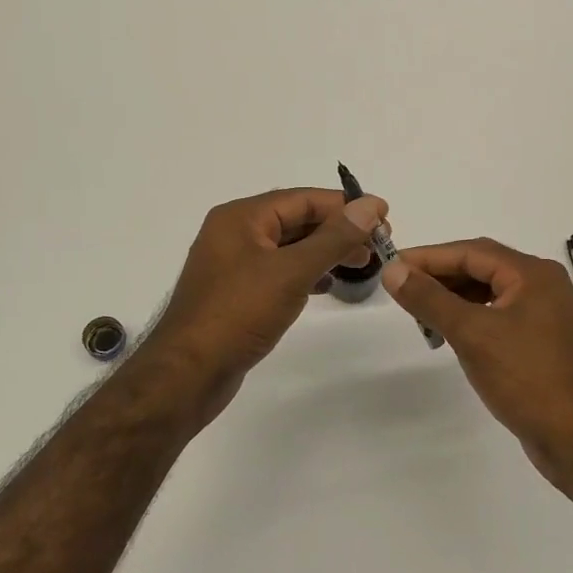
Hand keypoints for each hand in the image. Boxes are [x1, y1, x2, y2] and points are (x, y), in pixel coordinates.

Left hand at [147, 188, 387, 406]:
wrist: (189, 374)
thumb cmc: (238, 313)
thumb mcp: (291, 271)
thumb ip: (333, 238)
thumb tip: (369, 205)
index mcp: (241, 217)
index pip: (302, 199)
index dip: (345, 205)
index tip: (384, 215)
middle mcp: (235, 233)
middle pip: (295, 219)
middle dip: (338, 228)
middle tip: (377, 243)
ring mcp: (234, 265)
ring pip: (289, 247)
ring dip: (325, 250)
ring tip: (361, 262)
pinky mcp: (237, 294)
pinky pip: (279, 271)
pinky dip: (306, 272)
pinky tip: (328, 284)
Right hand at [382, 238, 572, 490]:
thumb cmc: (527, 379)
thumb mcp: (472, 334)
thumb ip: (430, 299)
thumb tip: (393, 270)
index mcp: (532, 274)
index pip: (471, 252)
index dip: (429, 257)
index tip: (392, 265)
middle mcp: (542, 285)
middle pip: (482, 267)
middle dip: (440, 276)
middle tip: (400, 288)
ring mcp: (545, 314)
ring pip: (489, 292)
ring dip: (454, 298)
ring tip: (420, 312)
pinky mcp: (542, 341)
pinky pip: (498, 315)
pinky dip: (471, 318)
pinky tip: (450, 332)